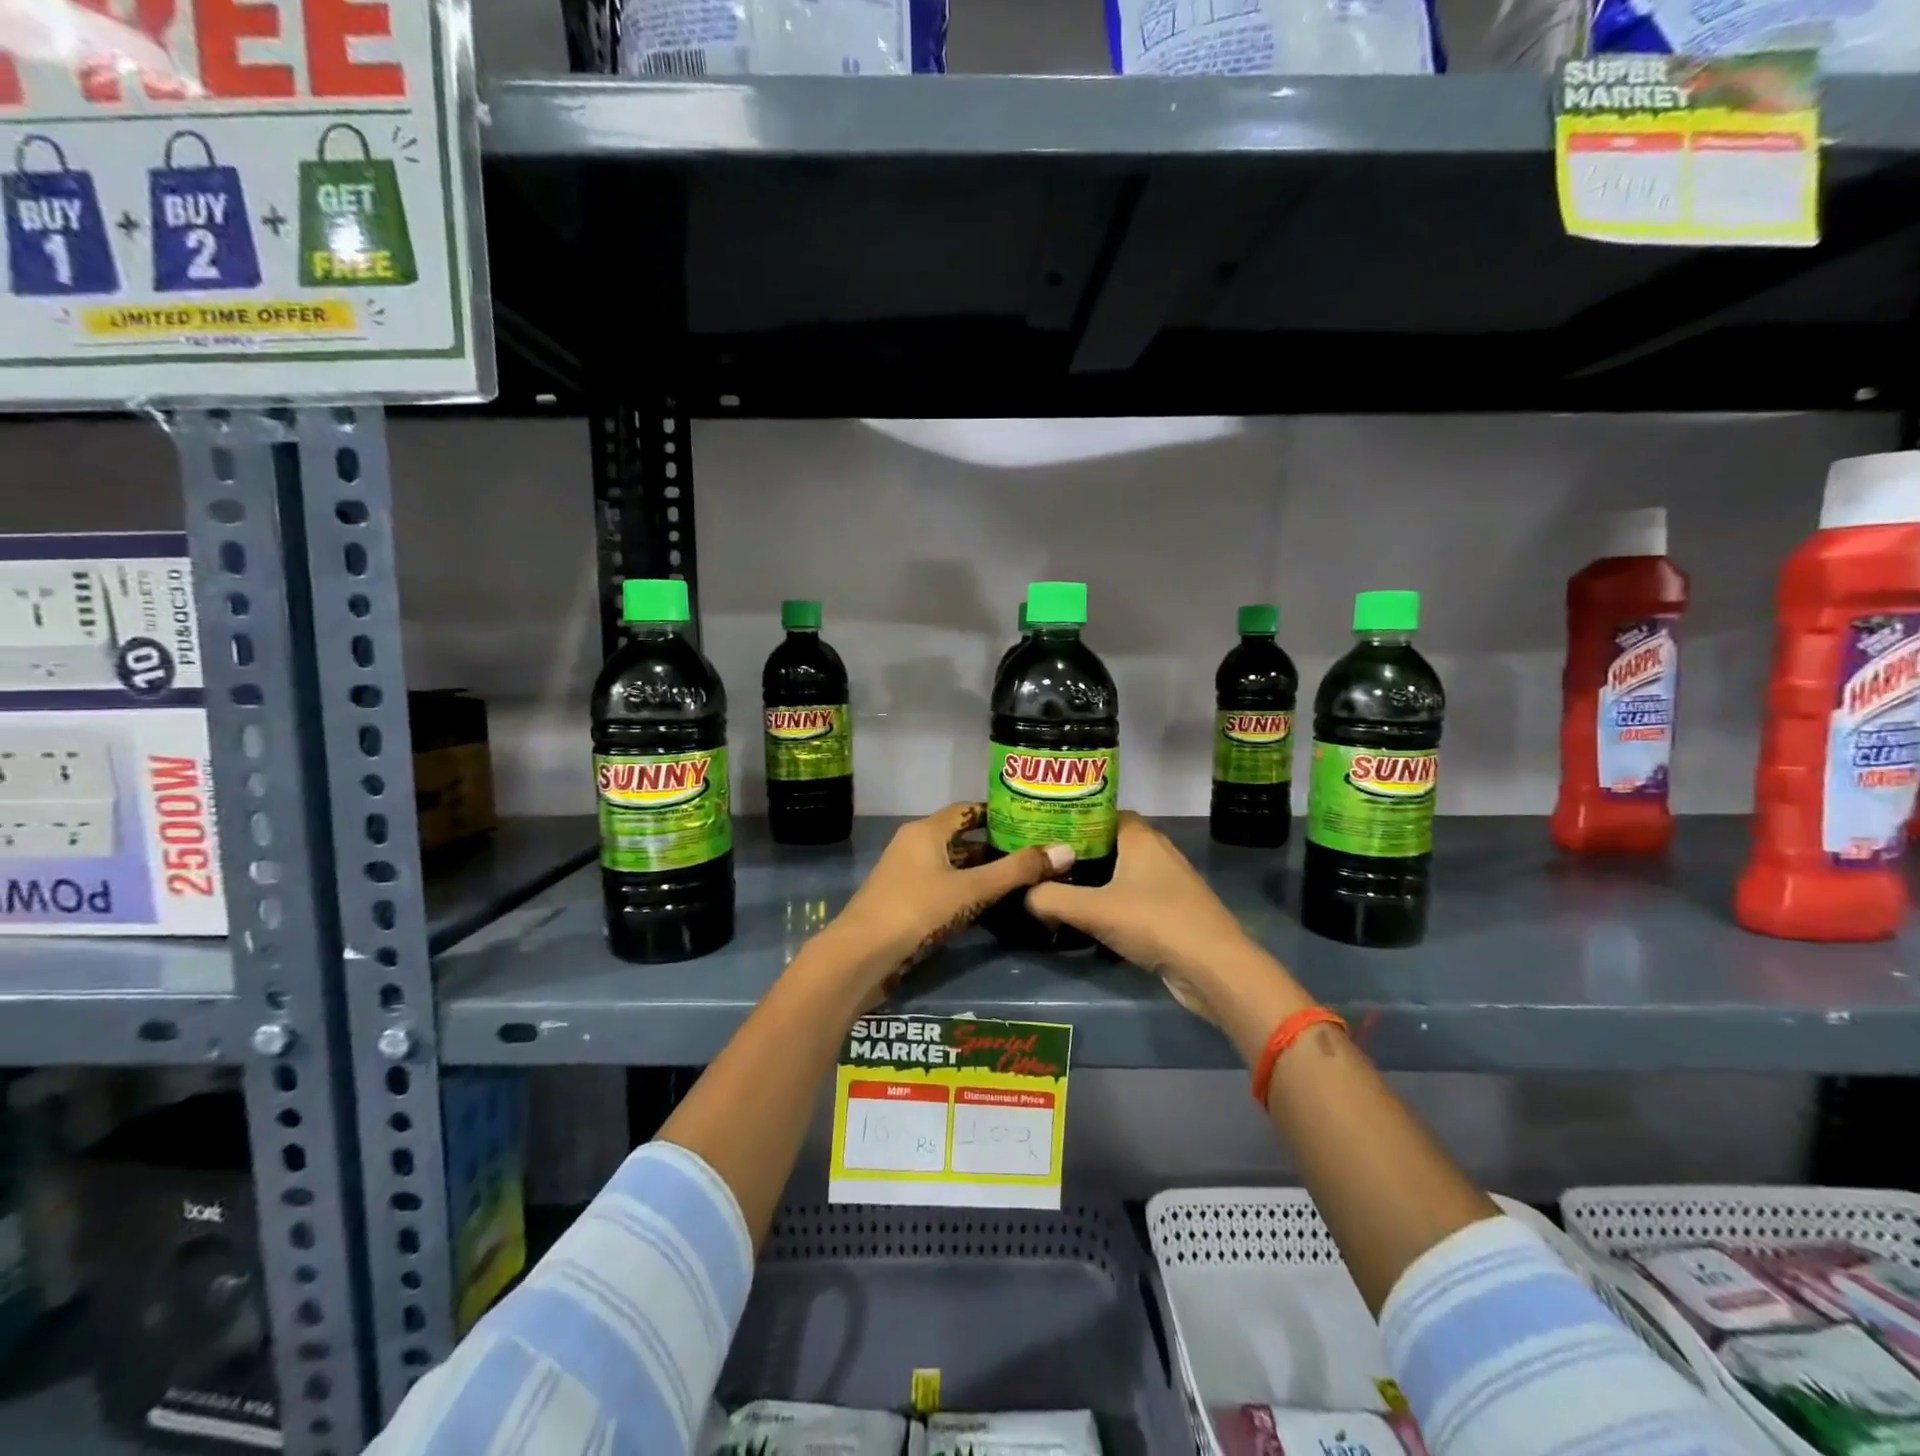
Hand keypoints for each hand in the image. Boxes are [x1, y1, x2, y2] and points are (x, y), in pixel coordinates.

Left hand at [818, 802, 1073, 1007]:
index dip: (997, 814)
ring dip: (980, 873)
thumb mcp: (970, 890)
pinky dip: (964, 892)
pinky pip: (941, 888)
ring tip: (1020, 881)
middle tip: (1034, 855)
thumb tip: (1066, 851)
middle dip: (995, 847)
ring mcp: (904, 875)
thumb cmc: (915, 911)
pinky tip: (987, 907)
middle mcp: (913, 846)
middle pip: (960, 839)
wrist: (859, 957)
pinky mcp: (902, 903)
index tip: (1029, 821)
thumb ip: (1016, 871)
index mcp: (925, 831)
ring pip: (951, 866)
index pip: (966, 811)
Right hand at [1026, 812, 1257, 1021]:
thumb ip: (1051, 899)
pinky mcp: (1175, 911)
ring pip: (1124, 872)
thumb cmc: (1154, 922)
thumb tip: (1025, 895)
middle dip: (1081, 853)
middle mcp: (1158, 852)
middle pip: (1111, 843)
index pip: (1103, 813)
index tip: (1045, 832)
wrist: (1213, 968)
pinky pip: (1136, 898)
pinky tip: (1092, 920)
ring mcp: (1170, 883)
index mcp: (1141, 837)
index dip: (1075, 819)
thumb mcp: (1092, 909)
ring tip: (1061, 891)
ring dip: (1098, 881)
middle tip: (1046, 864)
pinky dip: (1114, 904)